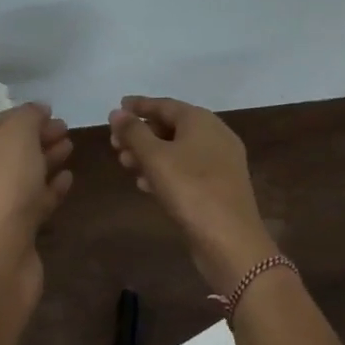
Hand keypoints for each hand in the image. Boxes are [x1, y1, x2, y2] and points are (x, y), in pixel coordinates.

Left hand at [0, 104, 73, 301]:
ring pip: (23, 175)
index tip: (51, 111)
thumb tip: (38, 109)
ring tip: (70, 147)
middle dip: (37, 137)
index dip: (22, 115)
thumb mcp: (15, 138)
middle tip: (65, 129)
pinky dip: (50, 188)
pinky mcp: (14, 230)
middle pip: (10, 149)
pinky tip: (68, 179)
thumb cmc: (2, 188)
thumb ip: (28, 118)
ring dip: (46, 160)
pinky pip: (34, 201)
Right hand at [108, 96, 277, 290]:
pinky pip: (186, 170)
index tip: (118, 106)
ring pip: (177, 150)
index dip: (139, 106)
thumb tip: (117, 113)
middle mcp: (215, 136)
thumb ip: (134, 132)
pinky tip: (145, 184)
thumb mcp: (155, 157)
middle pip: (172, 127)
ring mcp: (220, 163)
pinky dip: (164, 171)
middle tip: (114, 142)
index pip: (165, 105)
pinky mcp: (218, 187)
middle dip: (141, 133)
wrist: (230, 239)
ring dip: (149, 154)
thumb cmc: (190, 190)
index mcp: (201, 121)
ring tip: (124, 163)